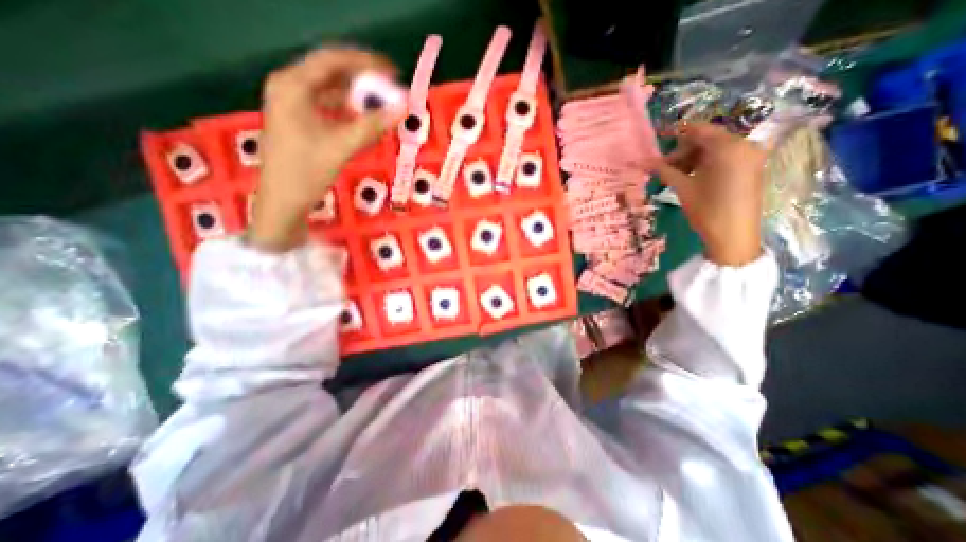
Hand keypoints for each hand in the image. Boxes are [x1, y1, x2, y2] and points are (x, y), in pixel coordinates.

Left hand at [251, 47, 402, 249]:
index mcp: (292, 85)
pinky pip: (328, 108)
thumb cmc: (306, 172)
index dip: (364, 63)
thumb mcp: (341, 146)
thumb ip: (373, 125)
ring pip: (331, 92)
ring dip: (357, 99)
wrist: (283, 201)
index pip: (332, 61)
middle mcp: (290, 88)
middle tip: (391, 91)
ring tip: (382, 107)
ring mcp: (293, 105)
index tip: (392, 71)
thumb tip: (403, 107)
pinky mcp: (299, 121)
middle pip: (331, 75)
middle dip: (363, 82)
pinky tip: (364, 122)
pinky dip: (348, 113)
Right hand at [653, 121, 766, 265]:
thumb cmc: (706, 209)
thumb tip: (645, 161)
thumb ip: (665, 170)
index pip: (699, 129)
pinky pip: (724, 158)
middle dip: (683, 151)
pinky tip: (691, 177)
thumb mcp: (683, 188)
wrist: (733, 235)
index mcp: (728, 147)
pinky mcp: (750, 168)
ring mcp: (750, 157)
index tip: (659, 138)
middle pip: (707, 139)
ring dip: (693, 159)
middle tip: (663, 166)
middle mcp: (743, 145)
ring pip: (715, 149)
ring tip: (674, 175)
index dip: (677, 132)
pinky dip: (706, 163)